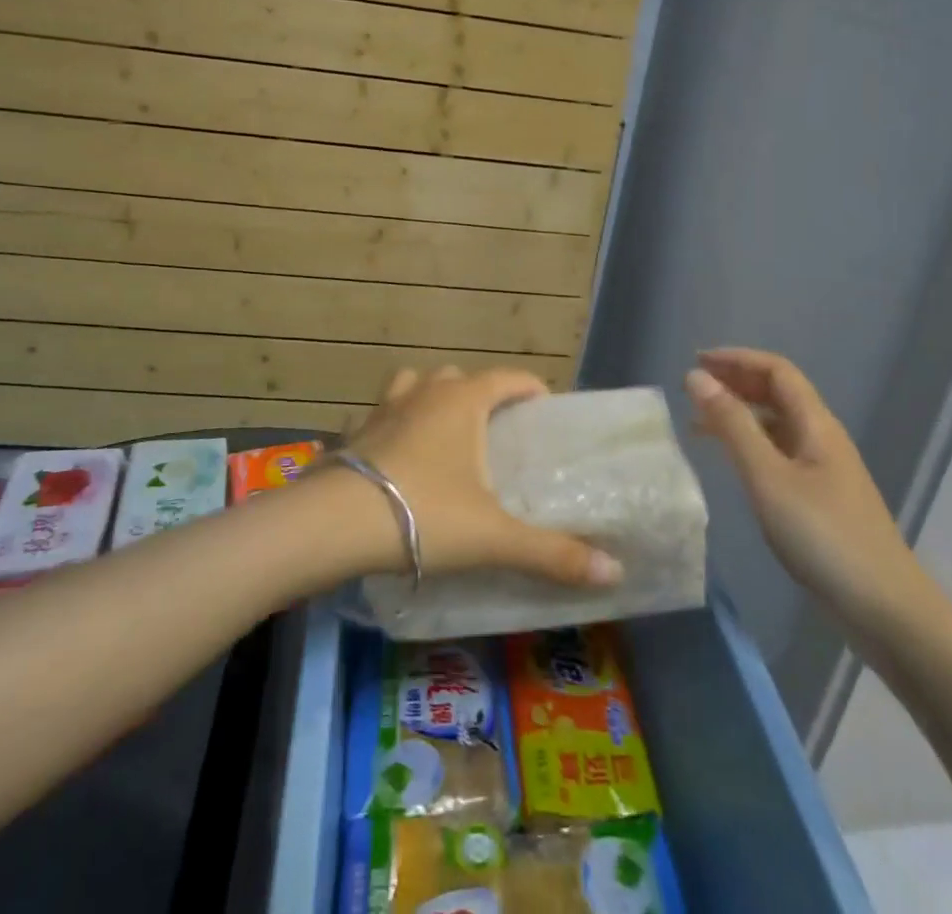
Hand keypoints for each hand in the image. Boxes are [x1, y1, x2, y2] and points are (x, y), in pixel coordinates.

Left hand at [343, 366, 624, 588]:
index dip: (529, 388)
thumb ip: (553, 554)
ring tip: (444, 434)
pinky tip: (396, 456)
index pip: (507, 378)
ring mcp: (383, 407)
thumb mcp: (493, 537)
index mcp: (463, 401)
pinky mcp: (354, 431)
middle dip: (481, 394)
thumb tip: (615, 573)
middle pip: (460, 378)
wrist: (336, 523)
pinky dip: (394, 423)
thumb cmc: (424, 515)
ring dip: (432, 398)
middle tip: (495, 431)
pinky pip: (381, 414)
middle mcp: (423, 392)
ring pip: (414, 384)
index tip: (545, 409)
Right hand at [686, 348, 949, 657]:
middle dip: (736, 382)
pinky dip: (750, 444)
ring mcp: (825, 469)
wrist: (887, 612)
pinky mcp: (822, 499)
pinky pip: (779, 452)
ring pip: (777, 424)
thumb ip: (732, 425)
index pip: (776, 371)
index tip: (696, 362)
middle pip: (778, 393)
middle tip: (693, 389)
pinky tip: (732, 462)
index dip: (736, 359)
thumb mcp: (768, 478)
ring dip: (740, 414)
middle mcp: (822, 437)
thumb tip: (697, 377)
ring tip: (700, 424)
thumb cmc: (824, 538)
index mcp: (816, 424)